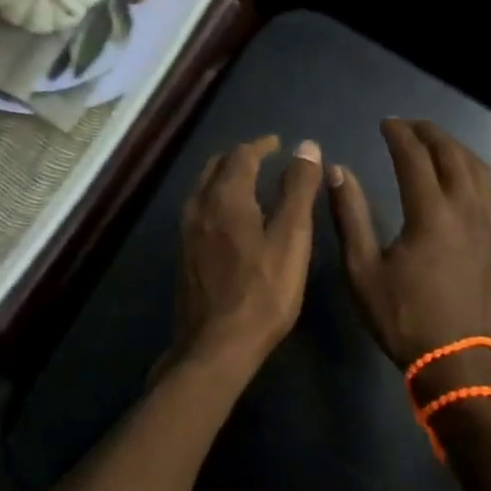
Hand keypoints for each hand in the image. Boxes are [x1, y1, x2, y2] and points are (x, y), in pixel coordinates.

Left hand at [169, 135, 323, 379]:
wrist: (215, 346)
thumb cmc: (262, 293)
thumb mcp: (291, 239)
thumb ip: (298, 190)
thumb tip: (306, 147)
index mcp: (225, 196)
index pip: (241, 155)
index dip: (261, 145)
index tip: (277, 144)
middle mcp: (200, 205)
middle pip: (216, 166)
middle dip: (240, 157)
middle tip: (263, 159)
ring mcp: (187, 231)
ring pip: (204, 187)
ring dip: (225, 176)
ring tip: (249, 183)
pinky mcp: (184, 253)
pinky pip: (199, 208)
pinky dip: (216, 198)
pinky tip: (231, 218)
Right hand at [328, 120, 490, 394]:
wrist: (463, 365)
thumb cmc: (406, 319)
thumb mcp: (363, 271)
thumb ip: (350, 216)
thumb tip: (337, 171)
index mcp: (431, 213)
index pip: (414, 157)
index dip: (398, 134)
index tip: (384, 123)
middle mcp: (466, 208)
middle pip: (451, 153)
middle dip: (428, 132)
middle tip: (407, 125)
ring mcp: (490, 224)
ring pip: (477, 168)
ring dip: (454, 148)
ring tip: (433, 143)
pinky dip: (474, 171)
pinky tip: (463, 180)